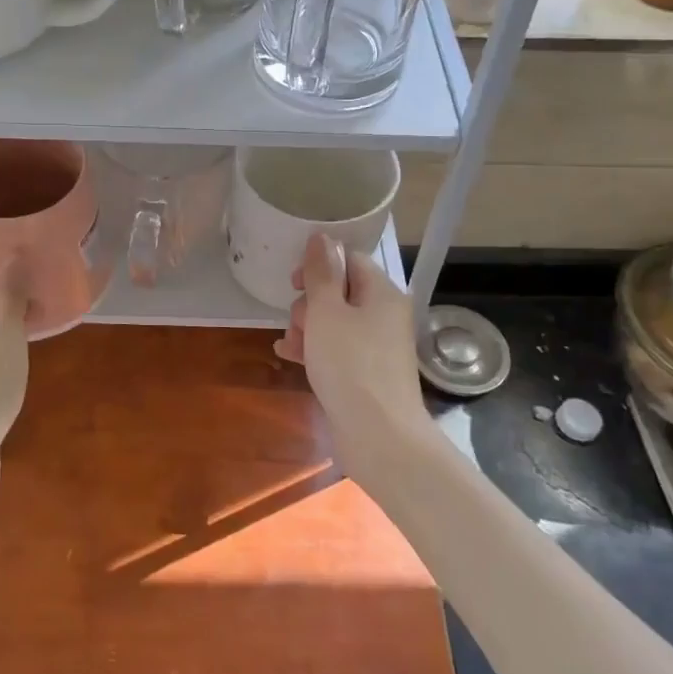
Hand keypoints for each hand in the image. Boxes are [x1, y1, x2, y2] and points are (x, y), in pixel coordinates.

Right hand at [275, 233, 425, 472]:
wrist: (379, 436)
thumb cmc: (350, 364)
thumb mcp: (327, 312)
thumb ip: (321, 273)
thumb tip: (322, 237)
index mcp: (382, 293)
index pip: (350, 260)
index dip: (319, 265)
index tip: (293, 283)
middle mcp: (384, 316)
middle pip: (340, 292)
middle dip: (309, 303)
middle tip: (298, 322)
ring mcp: (376, 347)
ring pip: (334, 322)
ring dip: (306, 328)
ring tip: (290, 344)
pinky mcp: (366, 374)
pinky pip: (336, 349)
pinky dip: (314, 349)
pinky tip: (288, 356)